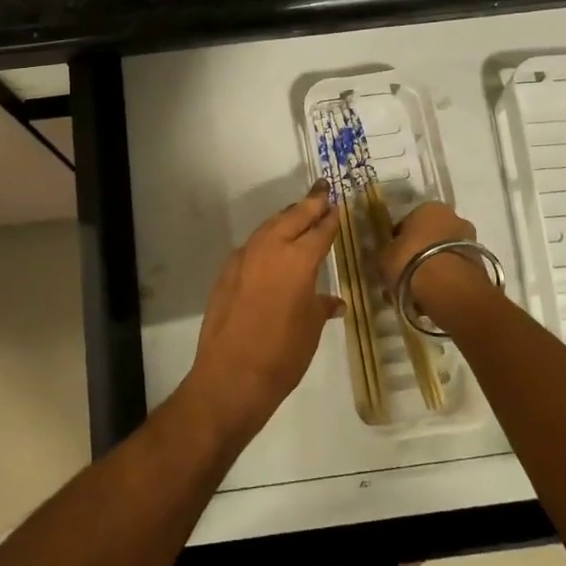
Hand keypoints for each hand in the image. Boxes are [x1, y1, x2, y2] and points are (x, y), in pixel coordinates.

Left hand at [183, 183, 344, 441]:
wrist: (231, 376)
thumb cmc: (282, 354)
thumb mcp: (310, 328)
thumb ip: (320, 306)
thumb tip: (334, 302)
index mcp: (298, 261)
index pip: (319, 231)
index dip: (330, 218)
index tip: (337, 204)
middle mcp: (270, 250)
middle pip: (293, 217)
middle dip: (310, 203)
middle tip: (322, 189)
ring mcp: (244, 258)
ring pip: (269, 226)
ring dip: (286, 216)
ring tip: (299, 211)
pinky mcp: (227, 271)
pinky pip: (252, 245)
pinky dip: (266, 237)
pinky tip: (272, 244)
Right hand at [381, 202, 492, 311]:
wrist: (449, 288)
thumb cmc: (411, 262)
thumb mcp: (385, 257)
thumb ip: (388, 253)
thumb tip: (390, 257)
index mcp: (428, 208)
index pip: (408, 222)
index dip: (399, 240)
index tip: (393, 257)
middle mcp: (454, 217)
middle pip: (431, 235)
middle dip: (420, 252)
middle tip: (407, 273)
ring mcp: (472, 240)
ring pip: (445, 253)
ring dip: (435, 266)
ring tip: (420, 290)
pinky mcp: (482, 264)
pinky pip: (456, 269)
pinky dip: (447, 279)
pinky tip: (434, 296)